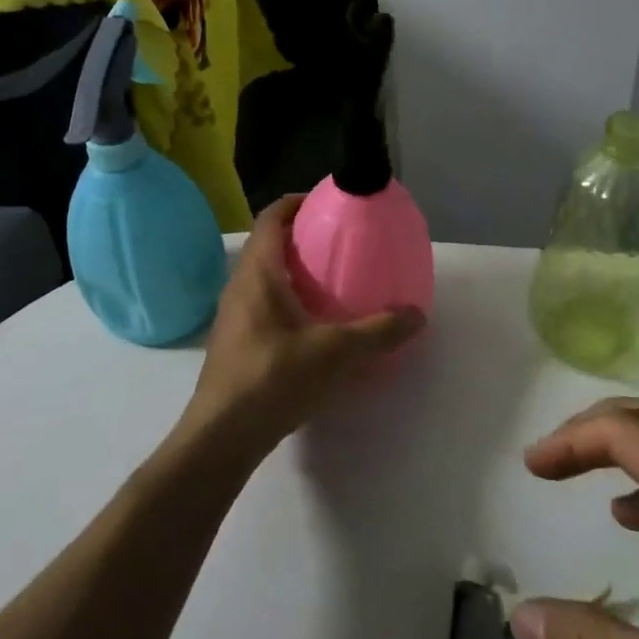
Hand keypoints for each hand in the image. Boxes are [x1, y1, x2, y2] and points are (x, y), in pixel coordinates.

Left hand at [176, 196, 423, 462]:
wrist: (221, 436)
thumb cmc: (273, 379)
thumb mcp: (335, 352)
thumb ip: (378, 331)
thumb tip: (417, 314)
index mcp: (258, 274)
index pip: (270, 218)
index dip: (295, 202)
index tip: (326, 201)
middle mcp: (240, 287)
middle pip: (268, 246)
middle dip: (302, 237)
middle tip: (340, 242)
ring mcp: (233, 317)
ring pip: (265, 278)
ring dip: (295, 272)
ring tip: (334, 281)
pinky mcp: (236, 345)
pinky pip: (264, 306)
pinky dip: (289, 302)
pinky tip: (316, 326)